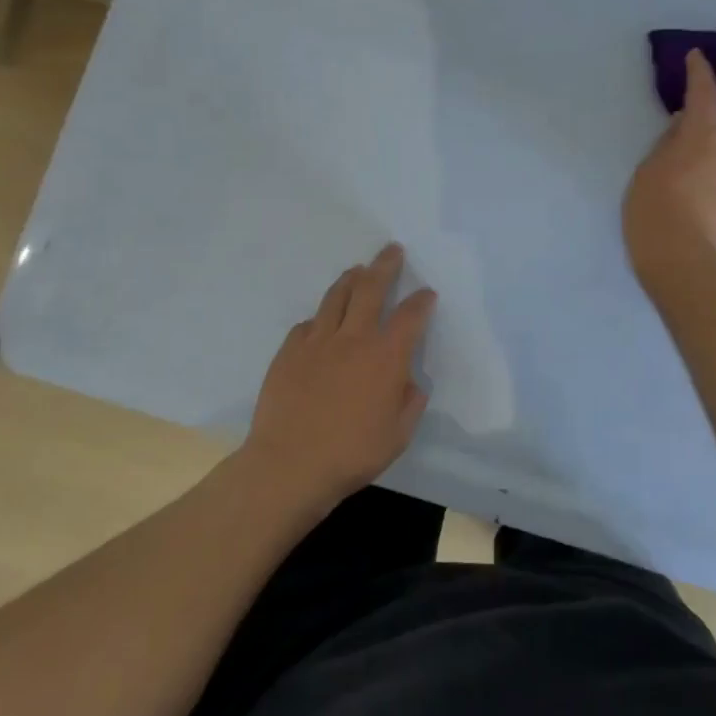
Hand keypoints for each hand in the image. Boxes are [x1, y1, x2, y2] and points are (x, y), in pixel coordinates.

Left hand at [242, 243, 437, 502]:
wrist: (289, 465)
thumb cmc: (352, 453)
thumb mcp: (398, 434)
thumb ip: (410, 403)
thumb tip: (409, 383)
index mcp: (386, 357)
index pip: (411, 316)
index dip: (422, 301)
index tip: (427, 293)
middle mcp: (353, 339)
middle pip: (371, 288)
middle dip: (385, 265)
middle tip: (392, 250)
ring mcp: (317, 342)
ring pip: (336, 297)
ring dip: (351, 279)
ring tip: (357, 270)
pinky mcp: (288, 353)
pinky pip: (307, 325)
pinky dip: (320, 318)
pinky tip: (321, 322)